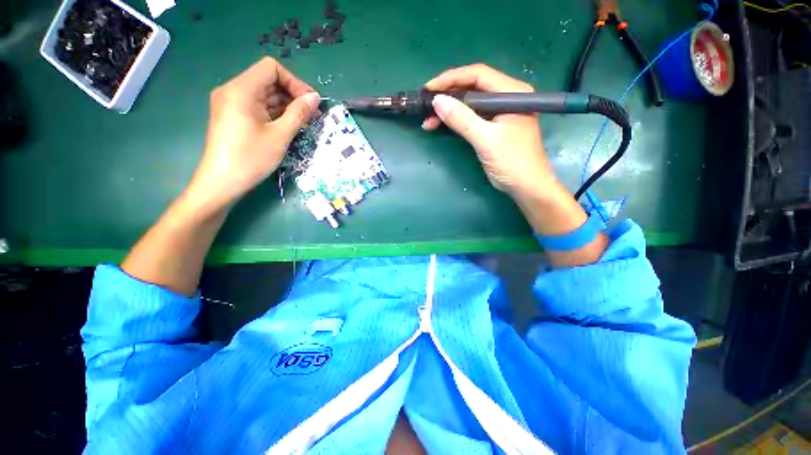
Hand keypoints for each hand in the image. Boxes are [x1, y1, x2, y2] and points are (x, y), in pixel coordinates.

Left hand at [185, 57, 319, 215]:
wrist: (222, 182)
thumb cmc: (251, 158)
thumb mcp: (280, 136)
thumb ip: (299, 113)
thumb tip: (315, 98)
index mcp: (241, 90)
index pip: (271, 68)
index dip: (294, 82)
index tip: (310, 103)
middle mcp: (233, 90)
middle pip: (268, 80)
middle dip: (293, 95)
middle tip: (313, 114)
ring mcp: (232, 104)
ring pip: (264, 95)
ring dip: (286, 105)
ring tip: (304, 122)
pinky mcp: (233, 116)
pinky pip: (258, 107)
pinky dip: (275, 113)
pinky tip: (288, 126)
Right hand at [423, 64, 556, 196]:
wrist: (525, 186)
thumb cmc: (512, 162)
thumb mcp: (486, 139)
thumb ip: (462, 119)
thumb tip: (437, 101)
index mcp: (512, 92)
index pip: (478, 75)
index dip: (451, 79)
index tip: (429, 88)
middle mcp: (506, 97)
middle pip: (472, 87)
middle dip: (447, 95)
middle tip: (425, 105)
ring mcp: (499, 113)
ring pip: (469, 104)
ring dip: (448, 110)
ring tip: (427, 120)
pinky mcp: (492, 127)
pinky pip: (470, 118)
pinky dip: (454, 121)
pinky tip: (439, 125)